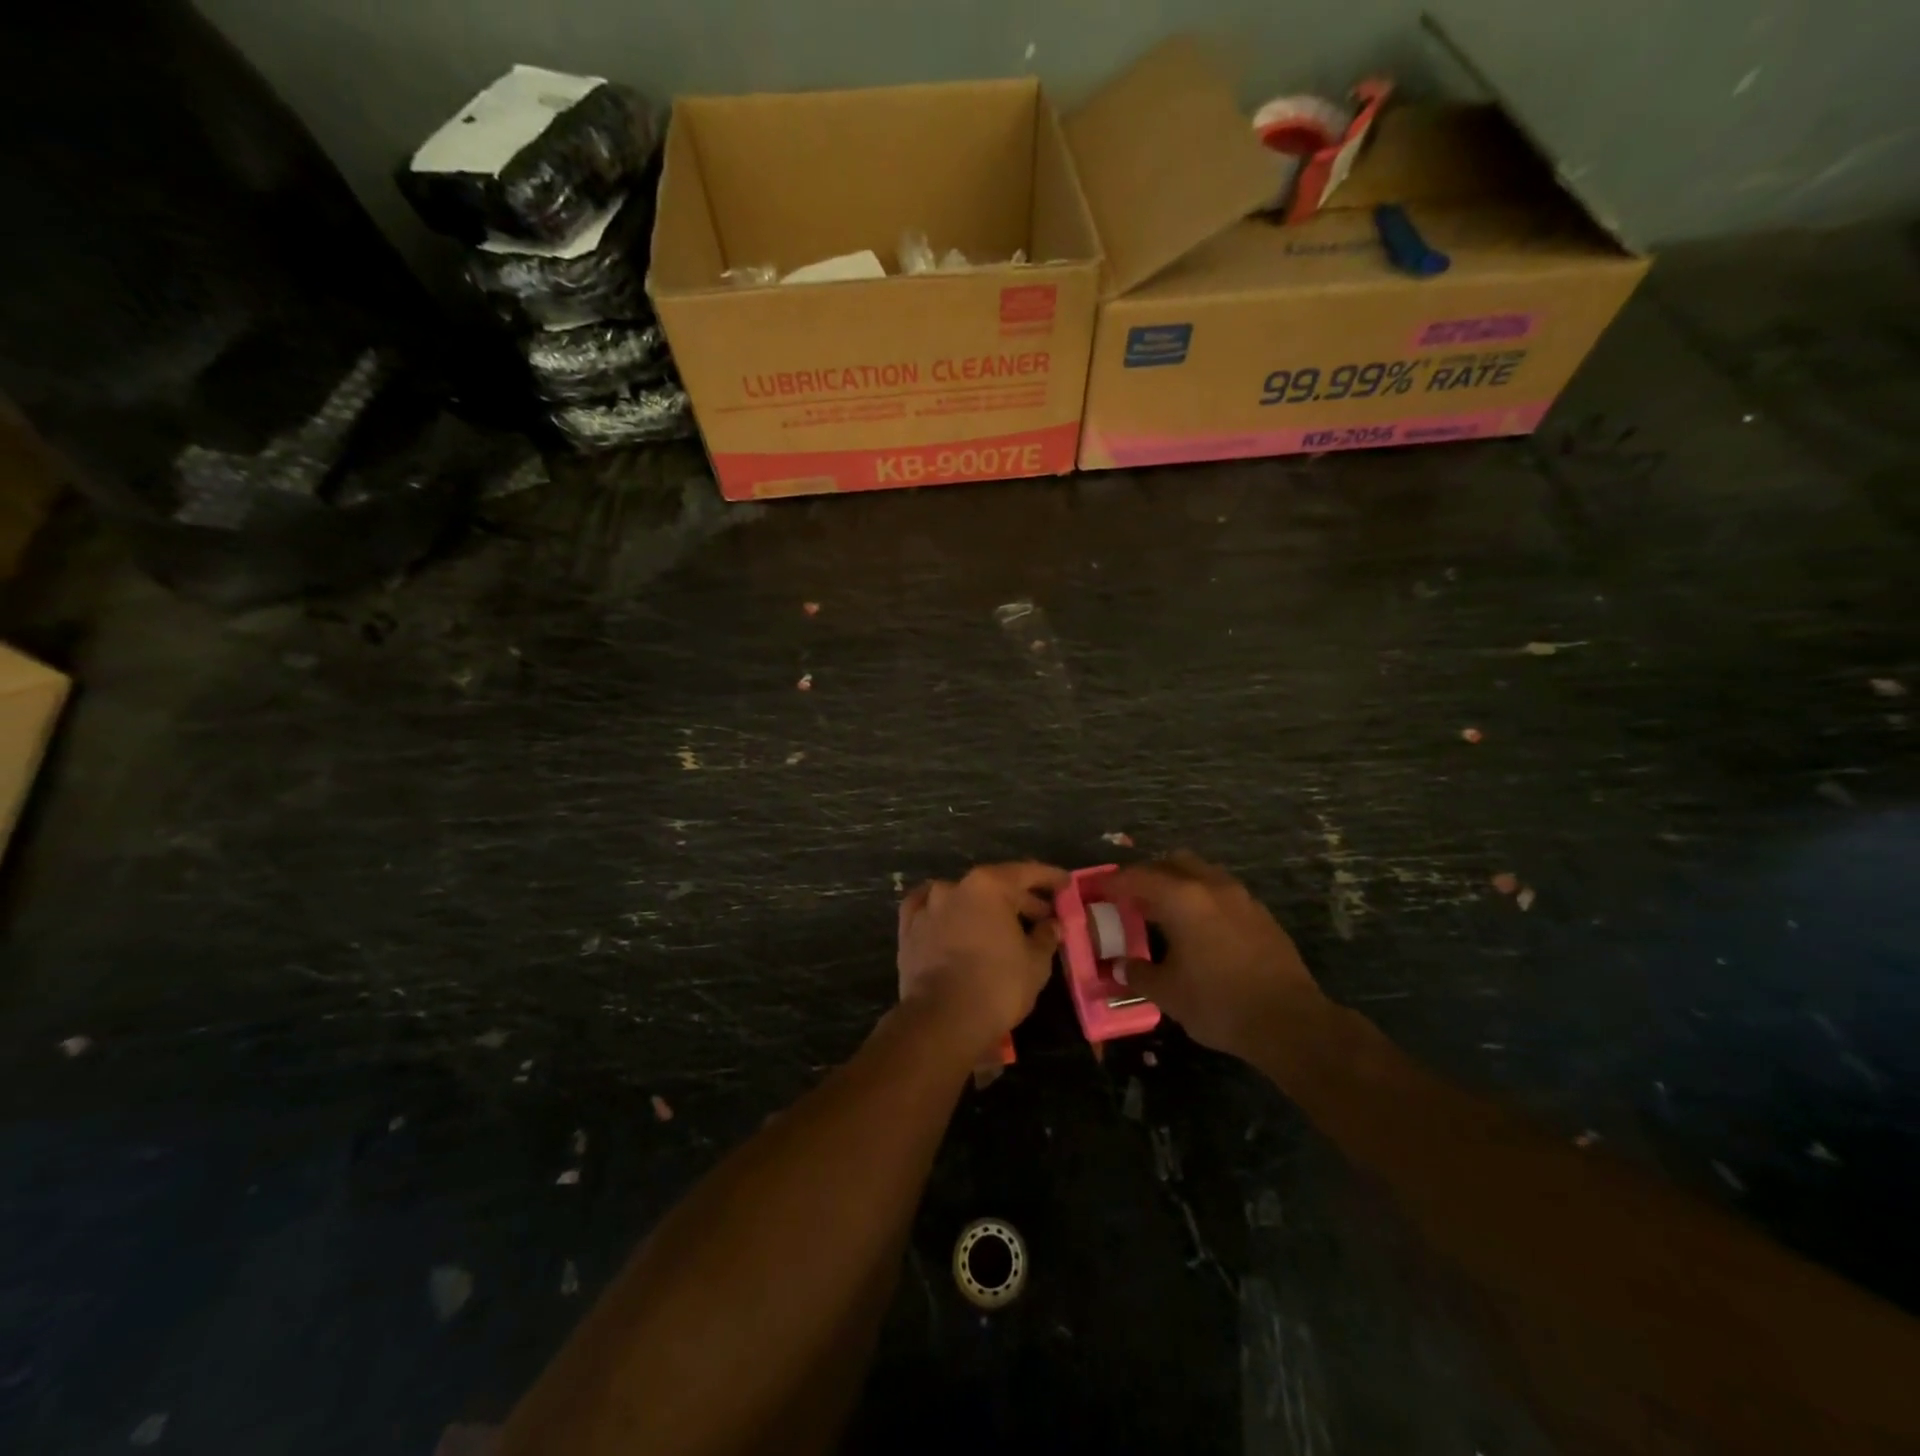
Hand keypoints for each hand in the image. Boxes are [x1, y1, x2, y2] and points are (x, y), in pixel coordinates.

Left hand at [897, 862, 1065, 1060]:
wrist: (942, 1019)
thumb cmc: (998, 986)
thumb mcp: (1036, 963)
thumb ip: (1045, 936)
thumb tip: (1050, 924)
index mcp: (989, 886)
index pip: (1026, 873)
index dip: (1049, 878)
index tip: (1065, 883)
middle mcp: (955, 886)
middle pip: (995, 886)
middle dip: (1019, 899)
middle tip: (1040, 916)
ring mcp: (928, 905)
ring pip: (962, 898)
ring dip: (982, 908)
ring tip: (999, 926)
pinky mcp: (908, 928)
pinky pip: (929, 911)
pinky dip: (944, 912)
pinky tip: (950, 919)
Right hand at [1108, 852, 1321, 1062]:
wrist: (1290, 1022)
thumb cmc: (1218, 1003)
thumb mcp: (1168, 993)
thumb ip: (1139, 973)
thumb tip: (1120, 967)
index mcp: (1182, 898)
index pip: (1137, 878)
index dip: (1113, 883)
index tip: (1097, 891)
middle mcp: (1211, 887)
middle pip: (1172, 863)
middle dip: (1149, 875)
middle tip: (1132, 899)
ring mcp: (1241, 898)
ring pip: (1202, 874)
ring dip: (1179, 884)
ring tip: (1165, 912)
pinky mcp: (1261, 915)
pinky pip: (1223, 893)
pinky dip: (1203, 899)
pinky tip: (1200, 928)